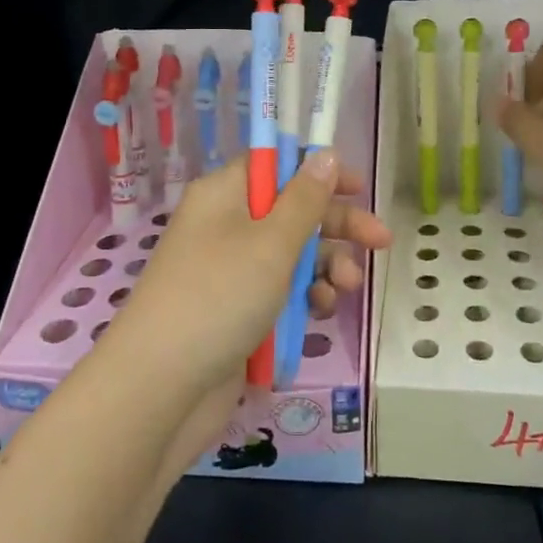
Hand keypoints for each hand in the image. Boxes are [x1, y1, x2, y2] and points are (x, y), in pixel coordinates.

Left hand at [97, 153, 390, 472]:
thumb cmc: (219, 297)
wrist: (162, 390)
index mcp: (224, 195)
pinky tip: (321, 311)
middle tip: (381, 240)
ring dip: (325, 266)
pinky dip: (304, 297)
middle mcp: (225, 225)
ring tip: (344, 287)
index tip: (357, 185)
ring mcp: (230, 271)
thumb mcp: (271, 243)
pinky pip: (280, 292)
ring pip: (292, 255)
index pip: (275, 165)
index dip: (317, 171)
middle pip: (292, 211)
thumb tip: (326, 153)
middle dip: (337, 225)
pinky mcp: (237, 310)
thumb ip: (306, 199)